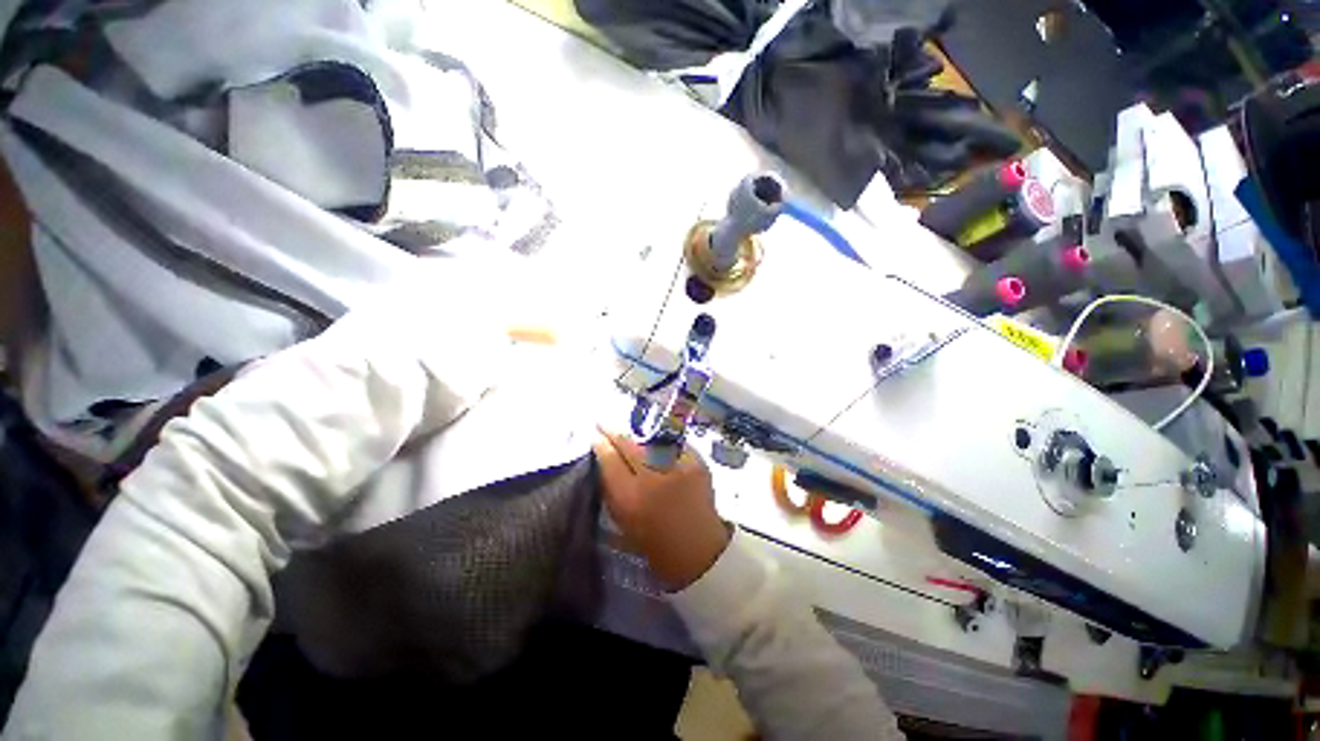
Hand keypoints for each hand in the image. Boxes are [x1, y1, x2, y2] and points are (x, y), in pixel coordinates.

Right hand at [594, 431, 730, 590]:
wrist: (699, 552)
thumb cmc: (656, 543)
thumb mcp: (624, 521)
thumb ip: (613, 491)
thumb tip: (603, 463)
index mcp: (630, 498)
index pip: (609, 461)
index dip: (600, 444)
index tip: (593, 434)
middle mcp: (652, 479)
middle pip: (629, 445)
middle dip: (614, 432)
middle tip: (604, 423)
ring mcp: (677, 467)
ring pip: (650, 442)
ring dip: (638, 437)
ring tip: (630, 434)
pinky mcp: (697, 463)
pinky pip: (673, 445)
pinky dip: (663, 444)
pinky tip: (657, 444)